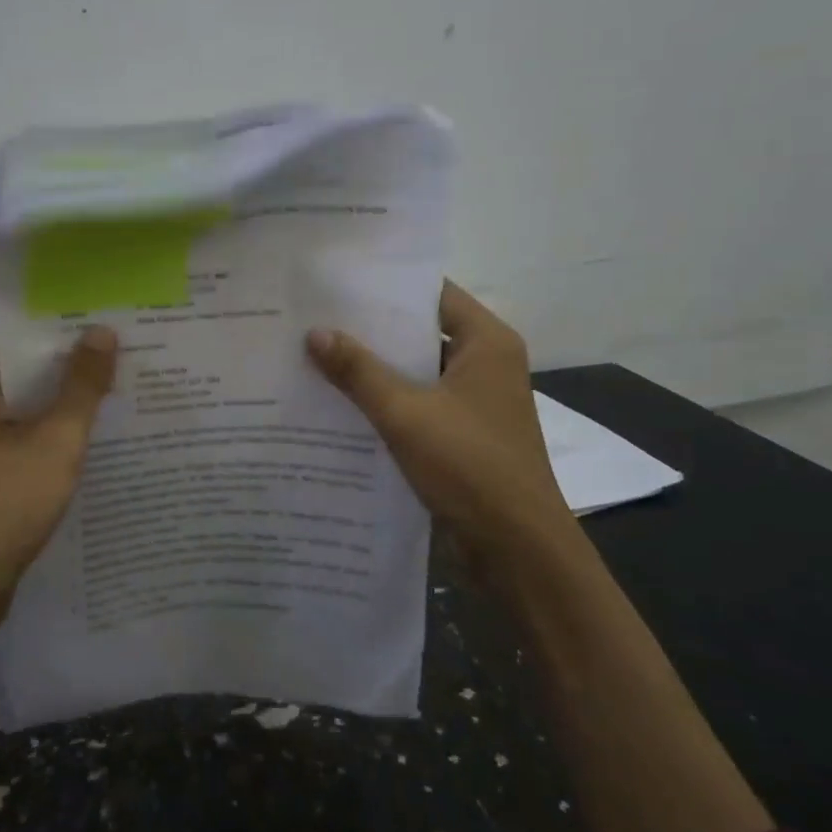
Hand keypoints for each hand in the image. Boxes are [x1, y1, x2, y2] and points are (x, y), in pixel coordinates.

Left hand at [0, 328, 117, 638]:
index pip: (15, 334)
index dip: (59, 325)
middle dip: (69, 364)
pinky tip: (91, 441)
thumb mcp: (55, 440)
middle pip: (20, 370)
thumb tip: (102, 330)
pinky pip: (17, 440)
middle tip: (123, 353)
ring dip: (62, 403)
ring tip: (118, 390)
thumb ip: (82, 385)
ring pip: (21, 408)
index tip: (105, 319)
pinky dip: (48, 436)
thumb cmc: (2, 504)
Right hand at [306, 282, 574, 576]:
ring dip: (375, 368)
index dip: (387, 286)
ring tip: (317, 355)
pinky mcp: (463, 434)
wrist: (517, 549)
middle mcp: (485, 363)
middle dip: (371, 329)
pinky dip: (385, 401)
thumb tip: (314, 332)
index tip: (338, 282)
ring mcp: (475, 401)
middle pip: (422, 332)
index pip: (433, 293)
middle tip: (315, 317)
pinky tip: (339, 403)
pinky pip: (418, 403)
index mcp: (486, 342)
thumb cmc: (469, 466)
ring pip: (417, 371)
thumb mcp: (405, 413)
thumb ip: (358, 371)